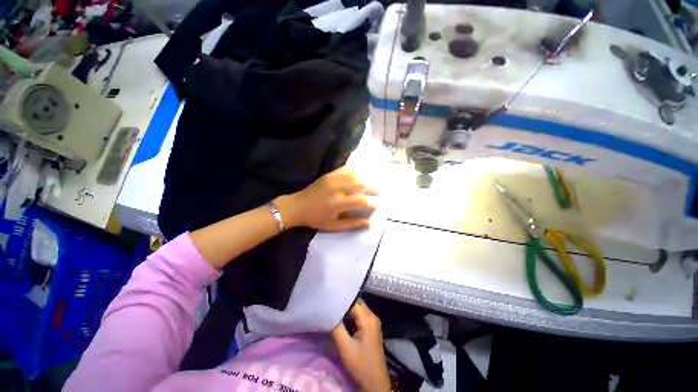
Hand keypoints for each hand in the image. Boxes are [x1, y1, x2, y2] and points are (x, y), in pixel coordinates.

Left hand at [275, 168, 377, 230]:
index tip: (378, 204)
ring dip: (366, 179)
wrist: (297, 206)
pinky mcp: (329, 175)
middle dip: (372, 188)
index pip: (361, 200)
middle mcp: (337, 189)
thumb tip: (369, 223)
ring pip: (354, 176)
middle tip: (379, 192)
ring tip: (372, 184)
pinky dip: (355, 171)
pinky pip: (345, 170)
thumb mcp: (334, 226)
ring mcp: (332, 179)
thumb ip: (352, 224)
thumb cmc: (315, 218)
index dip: (371, 202)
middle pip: (360, 185)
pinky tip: (361, 174)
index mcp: (338, 203)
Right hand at [331, 301, 390, 391]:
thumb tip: (328, 312)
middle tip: (329, 304)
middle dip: (343, 303)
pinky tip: (341, 319)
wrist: (375, 383)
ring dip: (346, 310)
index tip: (329, 300)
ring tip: (333, 310)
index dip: (341, 300)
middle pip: (356, 303)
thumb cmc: (361, 365)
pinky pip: (359, 316)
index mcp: (368, 318)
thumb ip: (336, 328)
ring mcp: (373, 322)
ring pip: (357, 309)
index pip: (353, 301)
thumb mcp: (345, 347)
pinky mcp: (371, 328)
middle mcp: (372, 316)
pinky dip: (350, 316)